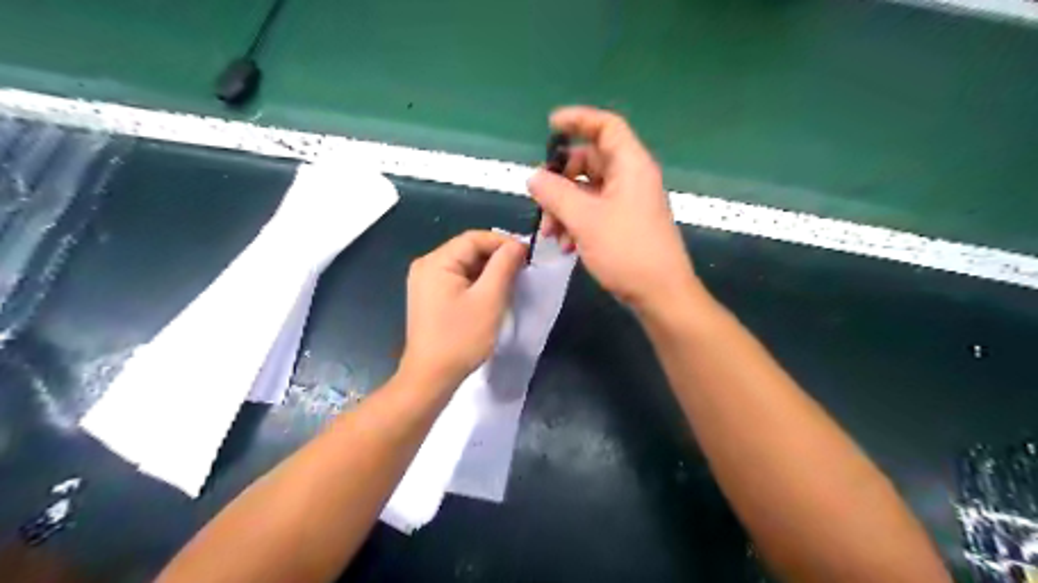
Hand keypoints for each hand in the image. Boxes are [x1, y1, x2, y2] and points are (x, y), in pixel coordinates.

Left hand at [399, 229, 527, 387]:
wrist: (431, 377)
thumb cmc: (461, 338)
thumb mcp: (489, 299)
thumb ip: (504, 266)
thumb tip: (517, 245)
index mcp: (436, 262)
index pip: (474, 238)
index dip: (503, 242)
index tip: (528, 255)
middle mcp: (426, 266)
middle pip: (468, 250)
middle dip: (497, 257)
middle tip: (523, 270)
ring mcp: (425, 282)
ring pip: (464, 265)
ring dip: (489, 270)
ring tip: (512, 282)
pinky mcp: (429, 298)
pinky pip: (457, 279)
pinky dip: (477, 282)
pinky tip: (493, 294)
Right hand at [529, 108, 697, 312]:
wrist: (660, 294)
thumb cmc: (626, 250)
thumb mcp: (585, 220)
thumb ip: (555, 194)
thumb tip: (533, 177)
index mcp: (629, 165)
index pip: (605, 126)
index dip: (578, 119)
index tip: (550, 126)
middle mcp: (630, 178)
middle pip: (589, 161)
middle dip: (560, 181)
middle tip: (540, 199)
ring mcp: (627, 202)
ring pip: (587, 191)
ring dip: (563, 207)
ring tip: (550, 233)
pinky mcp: (623, 224)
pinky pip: (593, 212)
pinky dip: (575, 222)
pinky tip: (564, 245)